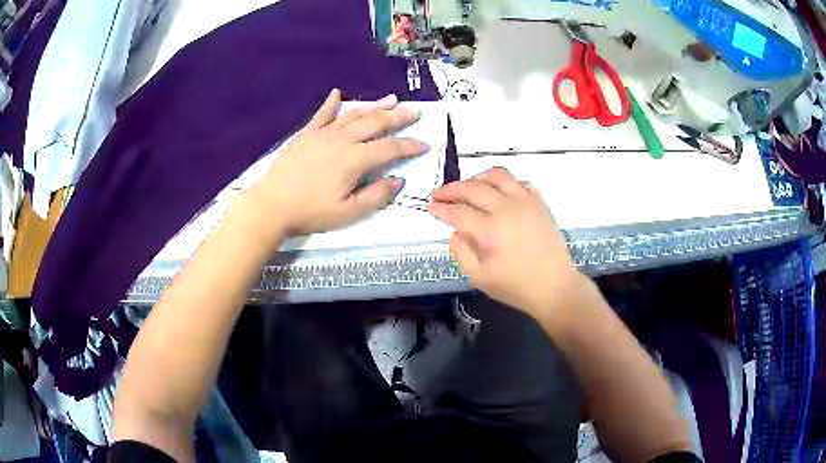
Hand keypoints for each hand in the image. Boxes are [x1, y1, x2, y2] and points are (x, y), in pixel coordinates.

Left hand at [246, 89, 428, 238]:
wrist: (271, 205)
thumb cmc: (310, 212)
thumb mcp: (348, 212)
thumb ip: (376, 195)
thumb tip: (398, 180)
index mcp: (355, 159)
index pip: (390, 148)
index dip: (410, 146)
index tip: (425, 144)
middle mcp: (342, 139)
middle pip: (376, 123)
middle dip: (398, 117)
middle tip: (415, 113)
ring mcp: (322, 134)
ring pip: (354, 115)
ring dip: (374, 106)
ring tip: (392, 99)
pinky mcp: (306, 134)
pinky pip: (322, 115)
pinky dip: (331, 103)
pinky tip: (337, 93)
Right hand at [428, 167, 587, 320]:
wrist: (555, 286)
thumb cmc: (516, 287)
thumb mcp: (479, 278)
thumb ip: (461, 252)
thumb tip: (454, 232)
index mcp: (489, 230)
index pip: (458, 211)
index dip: (440, 208)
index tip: (430, 206)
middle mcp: (506, 208)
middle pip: (473, 188)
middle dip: (451, 189)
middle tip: (439, 194)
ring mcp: (525, 201)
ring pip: (497, 175)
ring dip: (477, 178)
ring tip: (468, 187)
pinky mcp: (539, 202)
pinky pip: (518, 181)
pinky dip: (503, 182)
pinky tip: (497, 192)